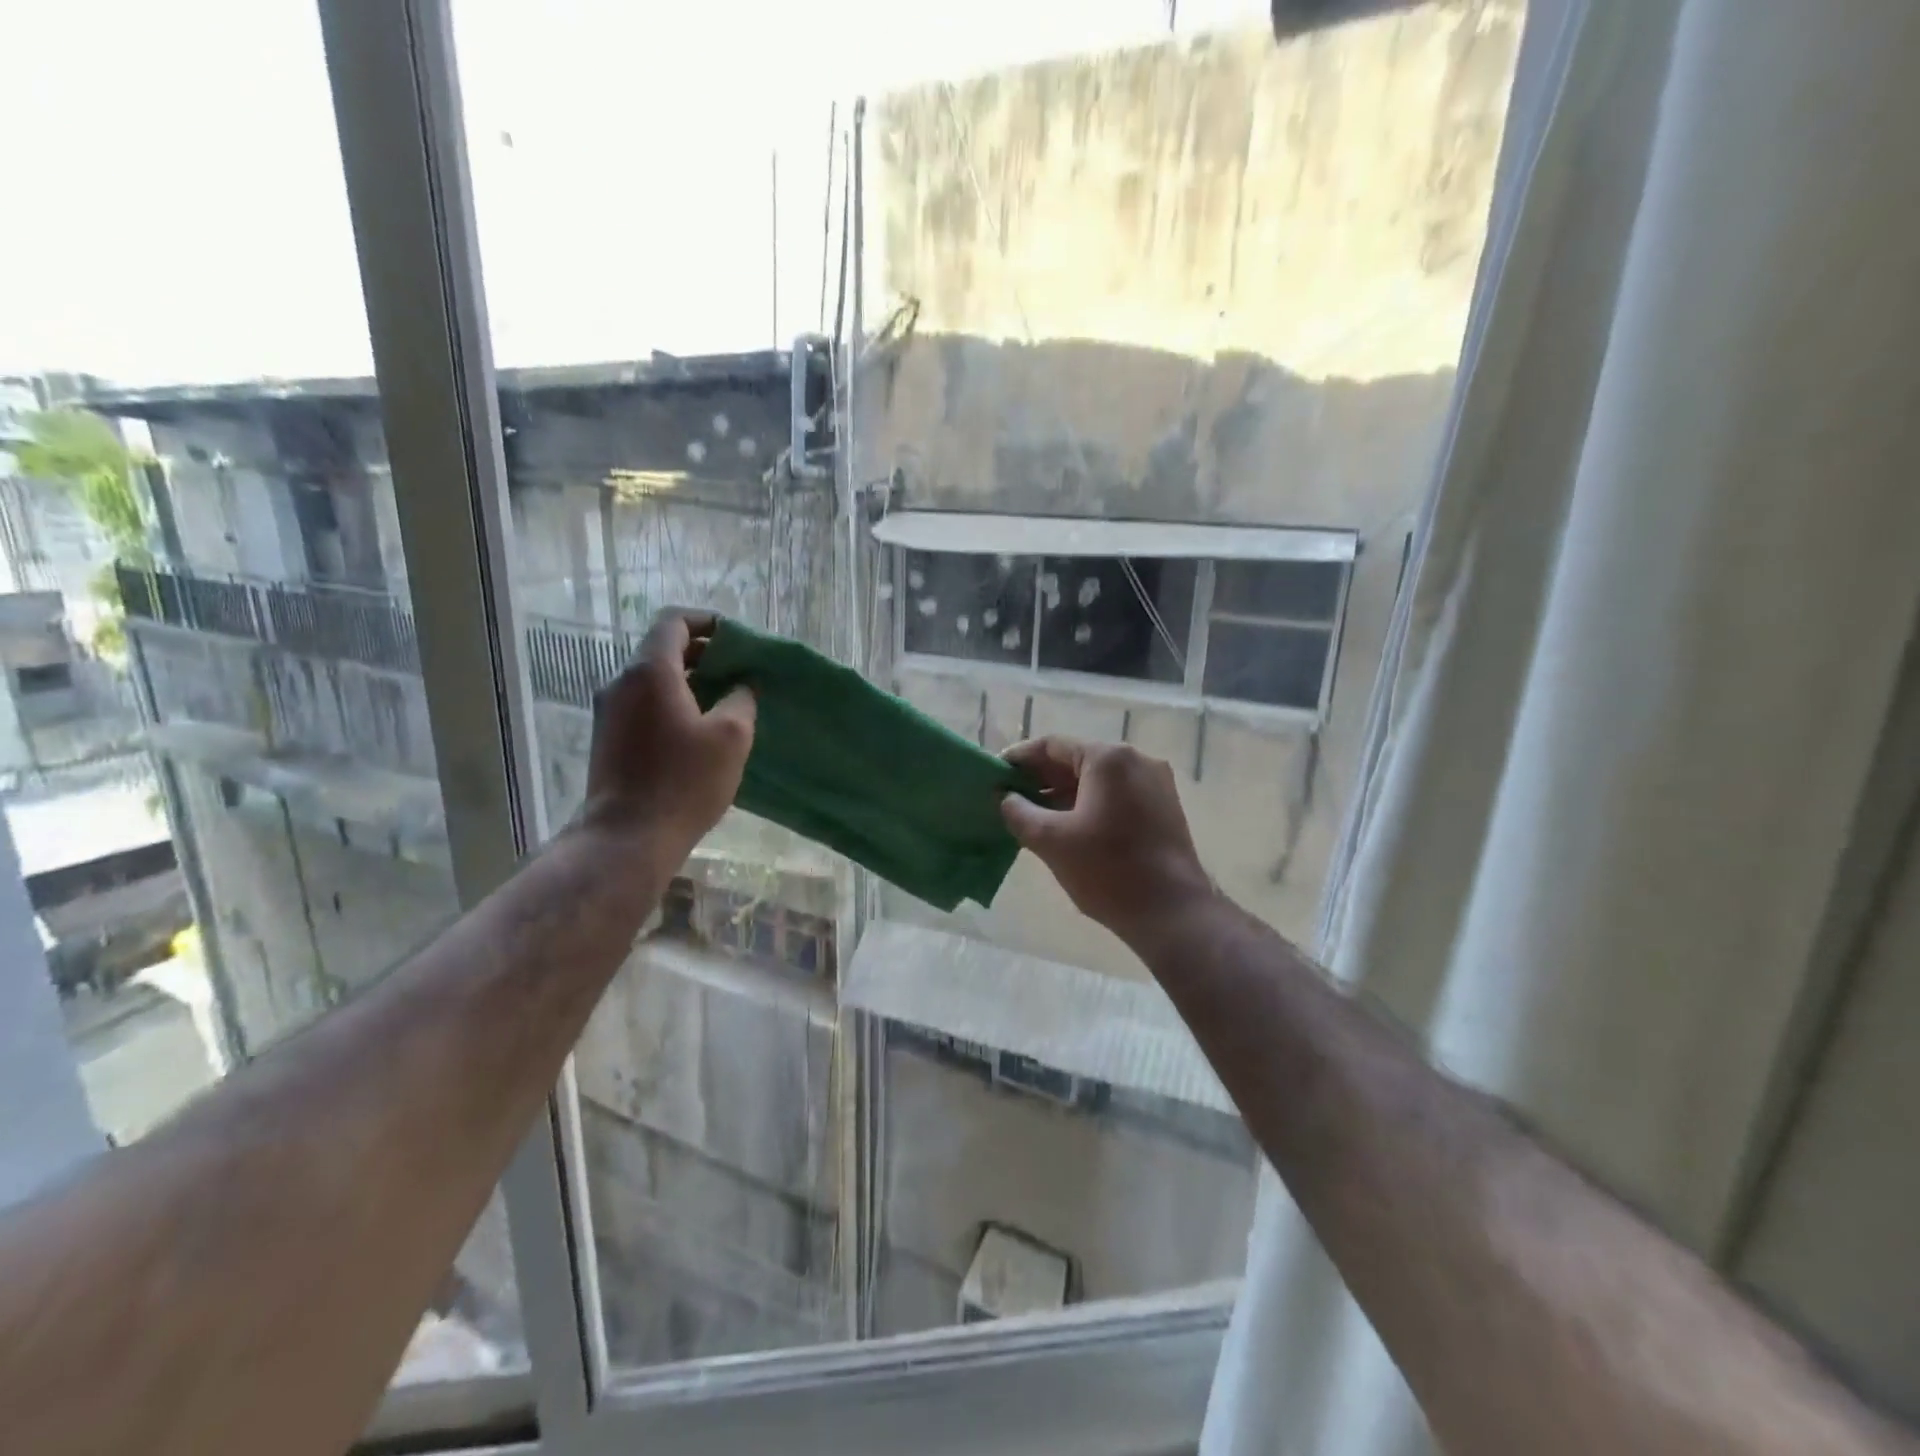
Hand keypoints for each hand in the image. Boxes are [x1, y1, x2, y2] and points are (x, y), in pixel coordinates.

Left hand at [577, 610, 755, 851]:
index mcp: (651, 672)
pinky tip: (698, 732)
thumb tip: (741, 685)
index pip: (674, 622)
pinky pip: (644, 705)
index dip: (706, 622)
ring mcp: (610, 712)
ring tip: (724, 703)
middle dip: (703, 654)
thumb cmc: (683, 782)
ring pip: (653, 680)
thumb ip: (741, 700)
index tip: (735, 638)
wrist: (626, 838)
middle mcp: (622, 683)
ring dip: (688, 682)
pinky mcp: (608, 739)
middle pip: (662, 650)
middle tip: (738, 672)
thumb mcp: (731, 737)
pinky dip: (672, 704)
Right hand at [1000, 736, 1213, 952]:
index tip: (995, 776)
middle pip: (1077, 760)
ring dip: (1064, 794)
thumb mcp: (1051, 840)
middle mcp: (1136, 760)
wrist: (1172, 912)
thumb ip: (1019, 812)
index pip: (1053, 745)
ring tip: (1033, 817)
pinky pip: (1116, 795)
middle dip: (1041, 779)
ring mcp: (1155, 784)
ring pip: (1097, 780)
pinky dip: (1088, 805)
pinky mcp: (1163, 808)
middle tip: (1009, 799)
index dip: (1019, 759)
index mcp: (1109, 758)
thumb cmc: (1108, 870)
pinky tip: (1068, 828)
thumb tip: (1005, 798)